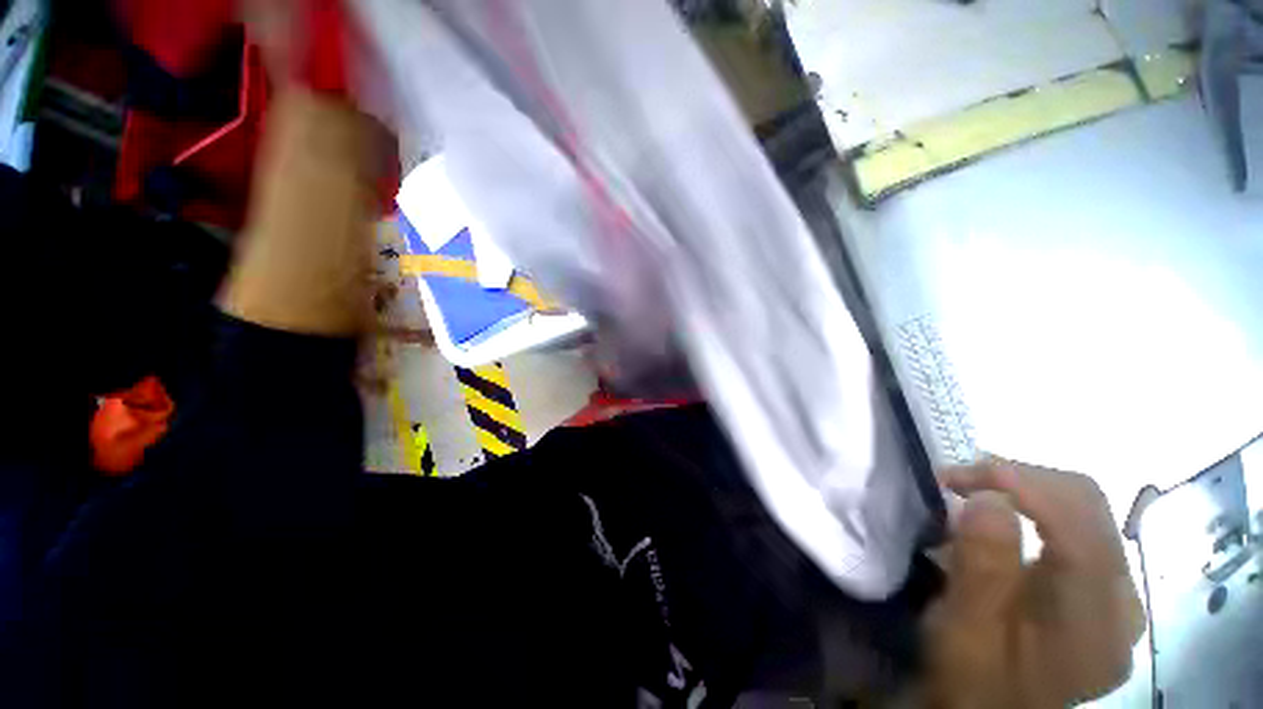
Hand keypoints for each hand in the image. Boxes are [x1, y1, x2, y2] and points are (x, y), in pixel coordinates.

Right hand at [921, 458, 1146, 707]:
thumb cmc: (971, 680)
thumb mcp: (966, 630)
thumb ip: (983, 568)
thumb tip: (989, 498)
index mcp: (1097, 622)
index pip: (1079, 523)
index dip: (1021, 483)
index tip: (956, 475)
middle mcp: (1123, 603)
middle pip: (1088, 508)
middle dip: (1019, 479)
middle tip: (958, 480)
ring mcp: (1116, 598)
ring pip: (1083, 512)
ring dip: (1023, 491)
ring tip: (972, 492)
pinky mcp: (1100, 594)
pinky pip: (1075, 530)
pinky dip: (1032, 510)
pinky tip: (1000, 517)